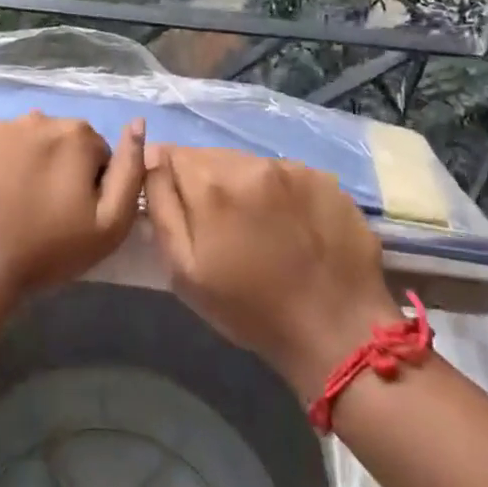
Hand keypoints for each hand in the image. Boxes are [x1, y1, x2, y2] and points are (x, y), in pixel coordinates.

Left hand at [0, 112, 145, 307]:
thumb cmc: (46, 249)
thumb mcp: (109, 224)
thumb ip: (131, 171)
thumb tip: (138, 124)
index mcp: (75, 135)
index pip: (96, 153)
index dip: (90, 185)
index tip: (74, 214)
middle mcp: (34, 119)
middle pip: (58, 142)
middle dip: (57, 168)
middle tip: (43, 211)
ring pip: (21, 142)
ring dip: (23, 164)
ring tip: (11, 206)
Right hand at [142, 145, 400, 400]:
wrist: (336, 332)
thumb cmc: (249, 309)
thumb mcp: (184, 269)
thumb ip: (161, 206)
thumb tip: (151, 159)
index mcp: (211, 183)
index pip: (171, 154)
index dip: (169, 179)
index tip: (179, 207)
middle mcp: (251, 163)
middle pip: (210, 156)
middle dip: (205, 182)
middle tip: (218, 225)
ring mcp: (292, 168)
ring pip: (248, 163)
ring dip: (242, 185)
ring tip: (257, 227)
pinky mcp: (324, 179)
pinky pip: (284, 174)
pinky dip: (278, 192)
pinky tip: (289, 226)